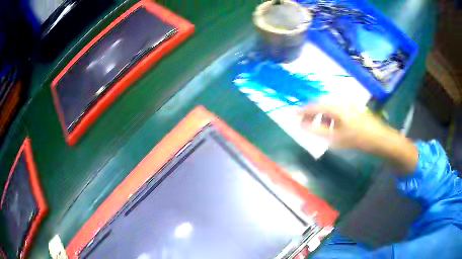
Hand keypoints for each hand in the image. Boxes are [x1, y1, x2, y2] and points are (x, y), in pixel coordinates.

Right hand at [299, 105, 417, 172]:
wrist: (378, 138)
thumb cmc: (356, 138)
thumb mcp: (334, 137)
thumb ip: (316, 130)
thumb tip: (301, 124)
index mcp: (335, 108)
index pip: (314, 106)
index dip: (302, 110)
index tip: (293, 115)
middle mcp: (341, 103)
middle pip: (322, 106)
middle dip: (312, 114)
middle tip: (304, 123)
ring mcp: (348, 107)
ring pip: (330, 110)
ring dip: (322, 117)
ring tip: (320, 129)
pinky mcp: (354, 111)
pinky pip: (338, 113)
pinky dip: (331, 119)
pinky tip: (334, 129)